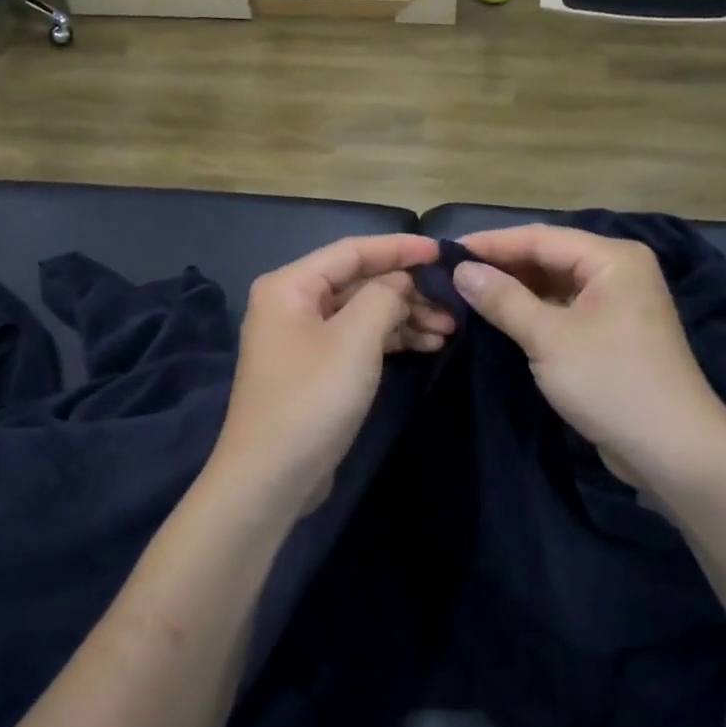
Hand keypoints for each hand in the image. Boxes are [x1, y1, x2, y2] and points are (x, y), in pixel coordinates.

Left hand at [203, 233, 451, 518]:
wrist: (271, 477)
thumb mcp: (355, 339)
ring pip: (362, 313)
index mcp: (290, 286)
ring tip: (449, 331)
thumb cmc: (312, 398)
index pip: (352, 251)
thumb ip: (384, 296)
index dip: (399, 249)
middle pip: (358, 282)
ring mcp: (302, 339)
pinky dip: (390, 340)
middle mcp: (292, 304)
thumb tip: (400, 282)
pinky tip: (426, 347)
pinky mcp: (315, 369)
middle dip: (407, 291)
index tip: (442, 252)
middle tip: (453, 304)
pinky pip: (358, 340)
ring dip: (404, 318)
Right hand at [453, 225, 725, 492]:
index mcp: (612, 258)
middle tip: (450, 276)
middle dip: (501, 267)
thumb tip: (461, 270)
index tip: (445, 253)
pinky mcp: (610, 334)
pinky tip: (499, 319)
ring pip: (554, 285)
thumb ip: (503, 299)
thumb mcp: (548, 338)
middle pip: (548, 258)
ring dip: (514, 291)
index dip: (491, 244)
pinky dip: (532, 313)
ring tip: (465, 296)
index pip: (540, 237)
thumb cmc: (610, 382)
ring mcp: (616, 304)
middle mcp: (617, 272)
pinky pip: (563, 311)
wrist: (672, 450)